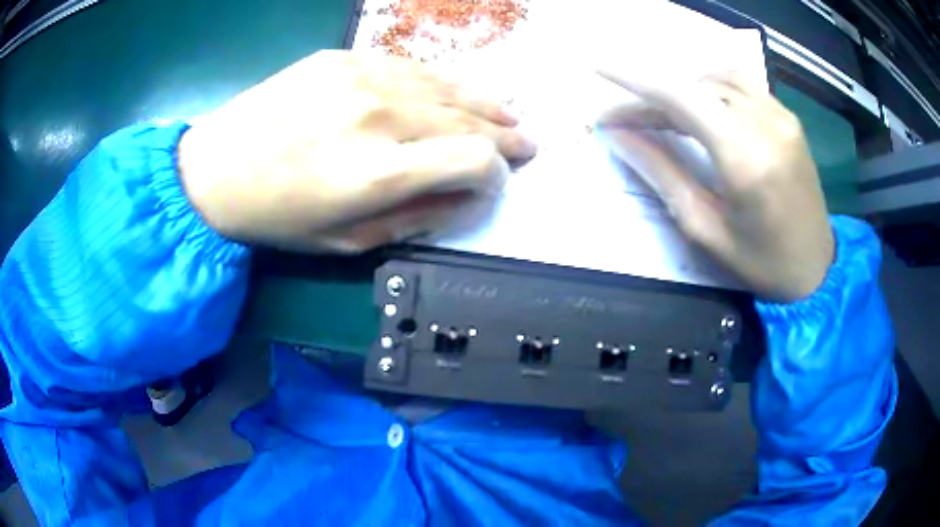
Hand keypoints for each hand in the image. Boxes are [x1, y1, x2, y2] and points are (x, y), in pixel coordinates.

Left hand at [178, 50, 536, 252]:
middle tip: (527, 143)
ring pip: (447, 85)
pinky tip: (458, 91)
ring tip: (508, 114)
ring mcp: (359, 77)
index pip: (473, 160)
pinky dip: (443, 82)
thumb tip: (467, 197)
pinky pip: (411, 66)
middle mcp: (376, 116)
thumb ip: (416, 218)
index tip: (495, 182)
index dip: (495, 173)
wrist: (215, 168)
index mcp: (375, 173)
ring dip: (484, 103)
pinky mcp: (343, 58)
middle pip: (467, 119)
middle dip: (504, 135)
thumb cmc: (276, 216)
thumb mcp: (345, 242)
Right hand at [596, 70, 832, 301]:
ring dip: (685, 90)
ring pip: (717, 78)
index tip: (598, 69)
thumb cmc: (761, 262)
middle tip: (631, 122)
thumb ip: (662, 174)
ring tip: (668, 117)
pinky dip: (714, 88)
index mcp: (744, 159)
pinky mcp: (789, 118)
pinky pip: (743, 85)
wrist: (817, 269)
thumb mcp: (705, 229)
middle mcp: (765, 125)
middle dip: (656, 97)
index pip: (679, 98)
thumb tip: (619, 137)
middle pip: (695, 86)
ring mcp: (781, 117)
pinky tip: (707, 111)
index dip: (634, 80)